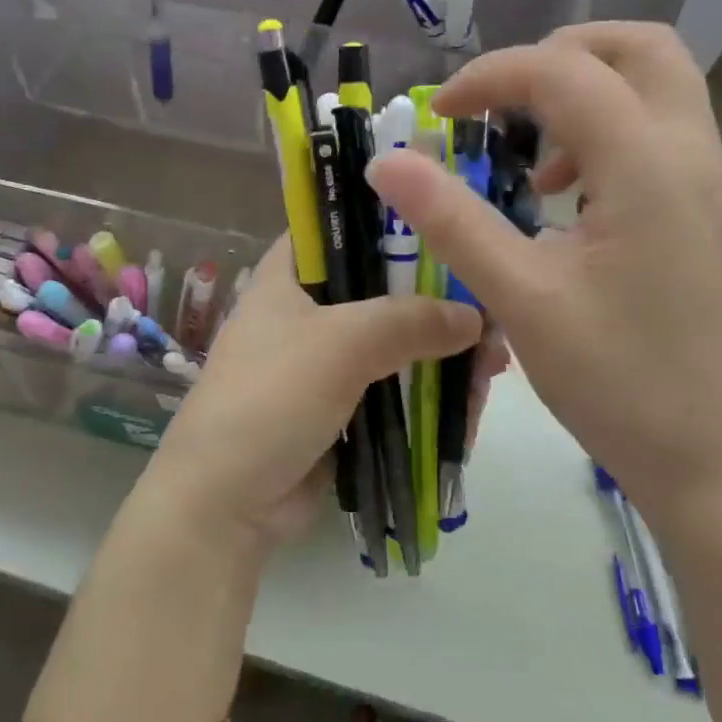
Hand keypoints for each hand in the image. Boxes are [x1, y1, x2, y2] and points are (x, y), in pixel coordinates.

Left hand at [141, 238, 484, 547]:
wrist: (226, 501)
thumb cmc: (272, 397)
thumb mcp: (341, 344)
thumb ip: (410, 320)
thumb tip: (475, 317)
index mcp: (288, 275)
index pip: (340, 225)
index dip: (390, 220)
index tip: (451, 225)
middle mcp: (306, 309)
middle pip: (380, 288)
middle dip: (435, 300)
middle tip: (492, 311)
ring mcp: (324, 361)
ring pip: (393, 342)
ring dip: (440, 352)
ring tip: (494, 365)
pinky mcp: (340, 406)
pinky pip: (393, 388)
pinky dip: (427, 391)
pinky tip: (472, 398)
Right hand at [366, 23, 721, 518]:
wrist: (711, 461)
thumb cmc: (616, 381)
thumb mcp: (519, 298)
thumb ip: (451, 219)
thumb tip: (385, 160)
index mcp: (647, 167)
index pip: (564, 72)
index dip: (491, 76)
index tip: (439, 116)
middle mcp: (691, 155)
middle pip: (639, 47)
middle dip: (558, 55)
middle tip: (502, 103)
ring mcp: (710, 181)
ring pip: (657, 84)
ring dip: (586, 92)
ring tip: (532, 159)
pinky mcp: (708, 210)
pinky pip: (661, 131)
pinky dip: (608, 130)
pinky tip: (568, 199)